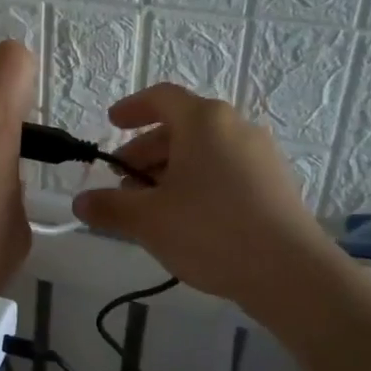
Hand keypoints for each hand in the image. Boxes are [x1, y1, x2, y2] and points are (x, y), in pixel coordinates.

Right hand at [72, 84, 333, 307]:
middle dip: (146, 152)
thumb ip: (109, 207)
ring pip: (204, 152)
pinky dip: (199, 182)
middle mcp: (235, 126)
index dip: (132, 108)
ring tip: (152, 207)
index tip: (112, 123)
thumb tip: (80, 202)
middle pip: (181, 127)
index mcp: (204, 120)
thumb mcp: (149, 220)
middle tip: (123, 183)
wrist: (291, 273)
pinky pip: (226, 170)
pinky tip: (188, 219)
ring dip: (171, 171)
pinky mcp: (276, 183)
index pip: (161, 98)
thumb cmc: (211, 231)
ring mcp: (261, 154)